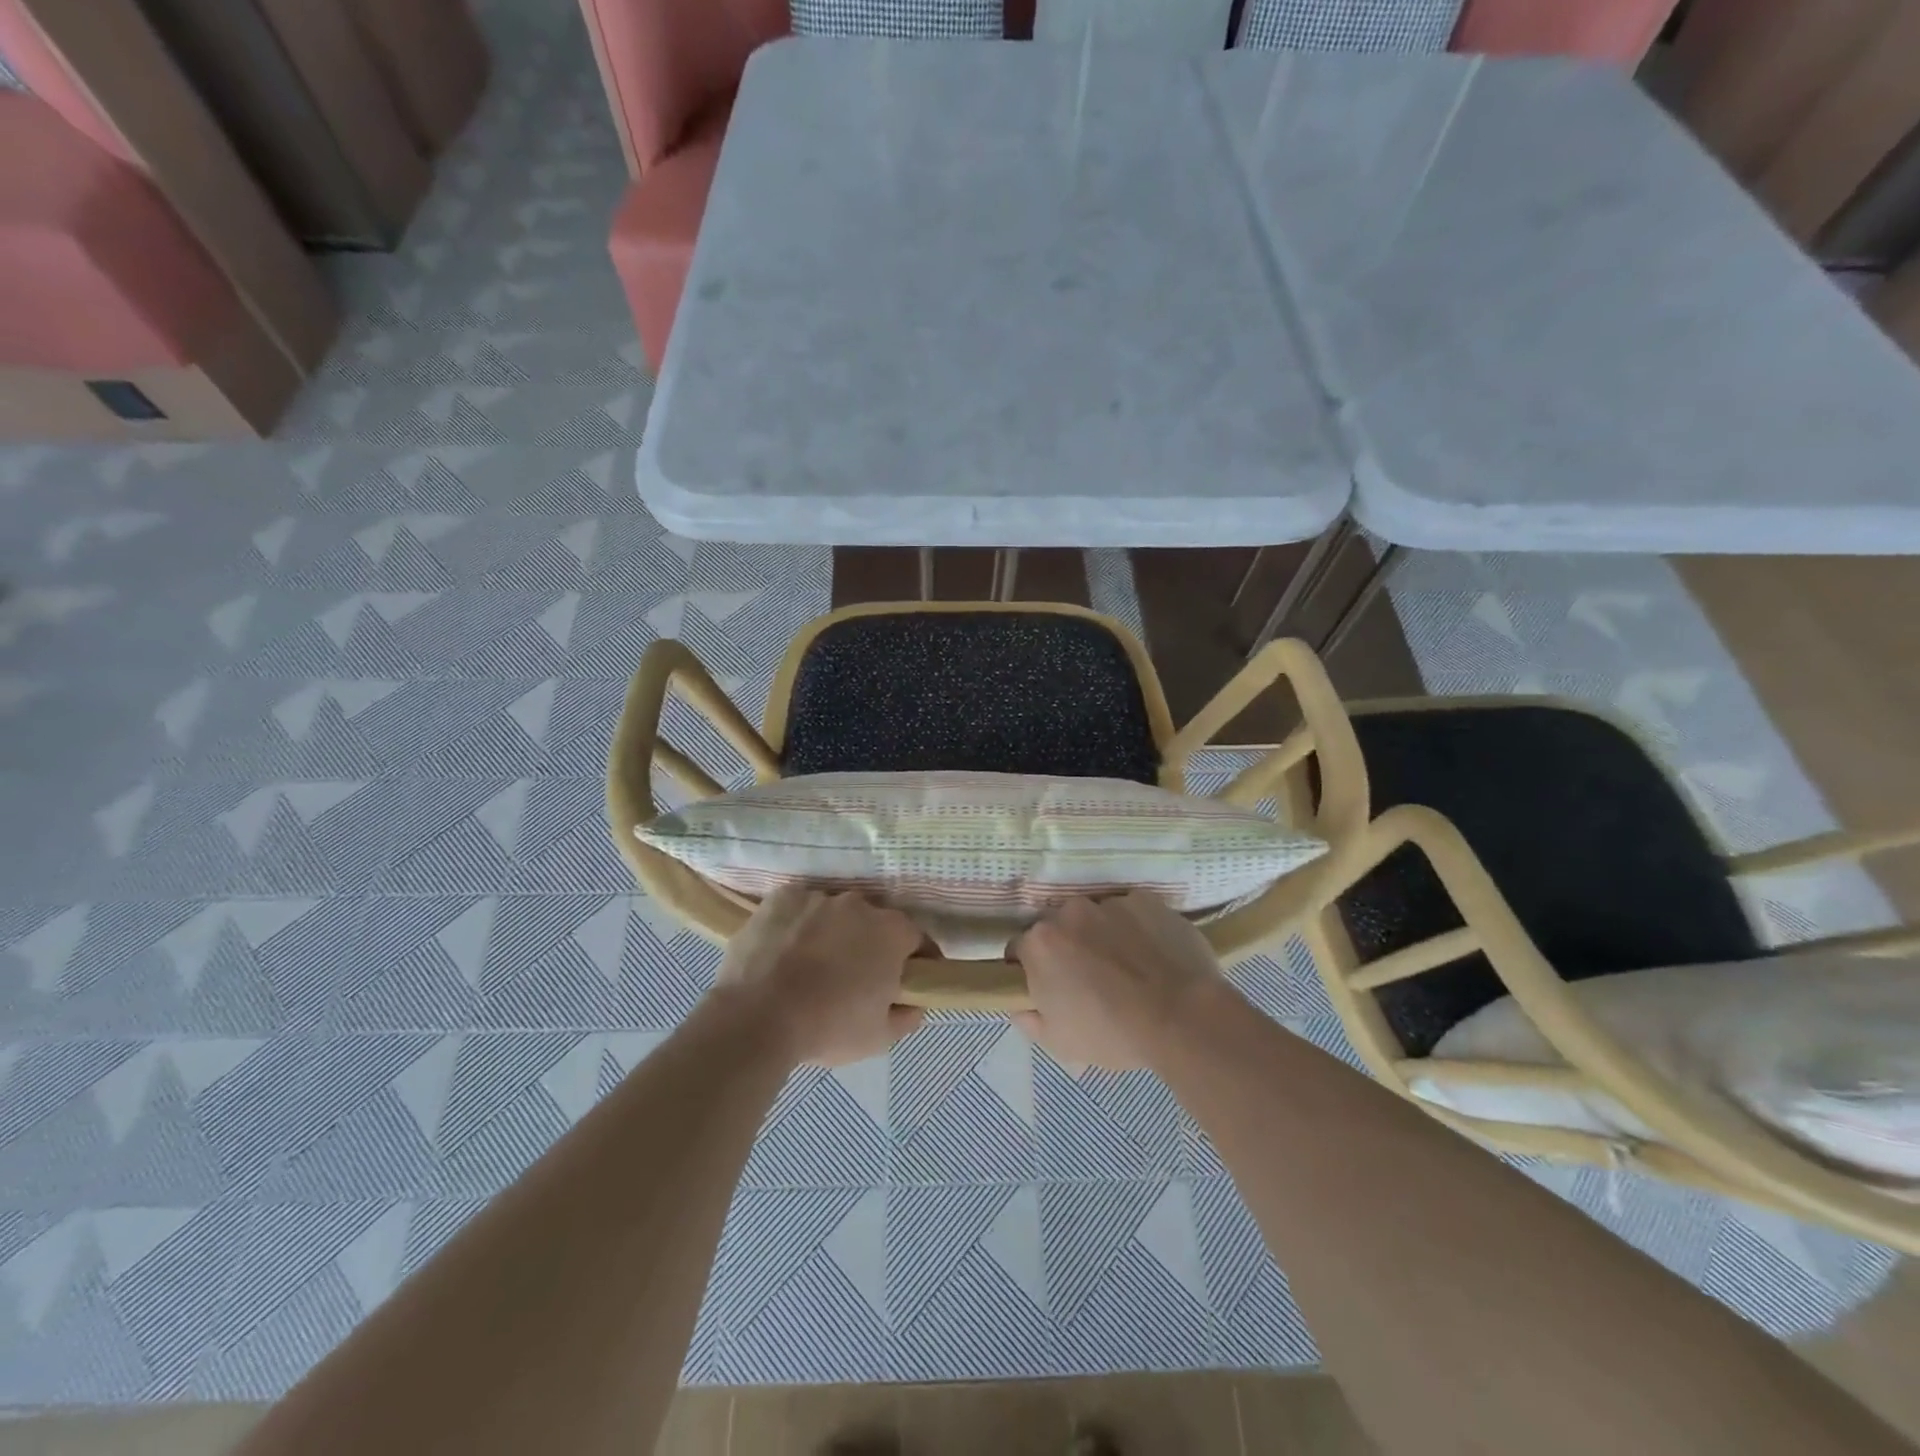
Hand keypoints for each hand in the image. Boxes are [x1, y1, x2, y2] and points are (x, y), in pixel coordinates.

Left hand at [714, 887, 925, 1066]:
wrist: (757, 1017)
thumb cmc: (828, 1026)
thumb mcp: (879, 1037)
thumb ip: (906, 1016)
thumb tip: (914, 1003)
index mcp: (891, 932)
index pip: (917, 939)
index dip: (919, 960)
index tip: (912, 979)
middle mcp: (859, 904)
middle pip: (874, 923)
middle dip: (871, 945)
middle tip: (857, 977)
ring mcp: (818, 897)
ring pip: (834, 915)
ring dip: (832, 933)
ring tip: (813, 966)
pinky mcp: (782, 898)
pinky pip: (799, 909)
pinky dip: (797, 925)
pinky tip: (784, 952)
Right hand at [1011, 891, 1225, 1069]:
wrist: (1182, 1016)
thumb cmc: (1113, 1033)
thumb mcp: (1059, 1042)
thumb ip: (1029, 1020)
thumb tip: (1022, 1006)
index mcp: (1040, 943)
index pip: (1020, 950)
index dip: (1032, 971)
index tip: (1051, 989)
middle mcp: (1069, 912)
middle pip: (1059, 928)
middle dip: (1068, 948)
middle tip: (1091, 980)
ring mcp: (1109, 902)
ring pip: (1096, 917)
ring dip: (1102, 935)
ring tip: (1128, 968)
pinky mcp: (1146, 900)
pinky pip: (1132, 913)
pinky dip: (1136, 929)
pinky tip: (1153, 956)